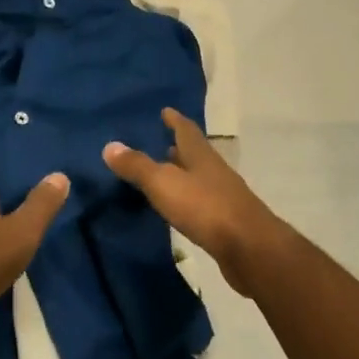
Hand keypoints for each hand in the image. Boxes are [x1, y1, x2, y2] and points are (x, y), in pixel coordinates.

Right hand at [103, 109, 291, 296]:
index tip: (166, 111)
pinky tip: (179, 209)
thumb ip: (138, 166)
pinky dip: (188, 200)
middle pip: (195, 154)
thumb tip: (110, 146)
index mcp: (201, 156)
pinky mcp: (226, 222)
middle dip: (178, 148)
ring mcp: (223, 197)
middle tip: (161, 144)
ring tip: (166, 175)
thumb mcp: (164, 183)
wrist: (248, 247)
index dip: (175, 120)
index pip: (186, 130)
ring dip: (184, 175)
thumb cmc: (204, 207)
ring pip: (199, 179)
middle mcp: (214, 171)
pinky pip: (202, 204)